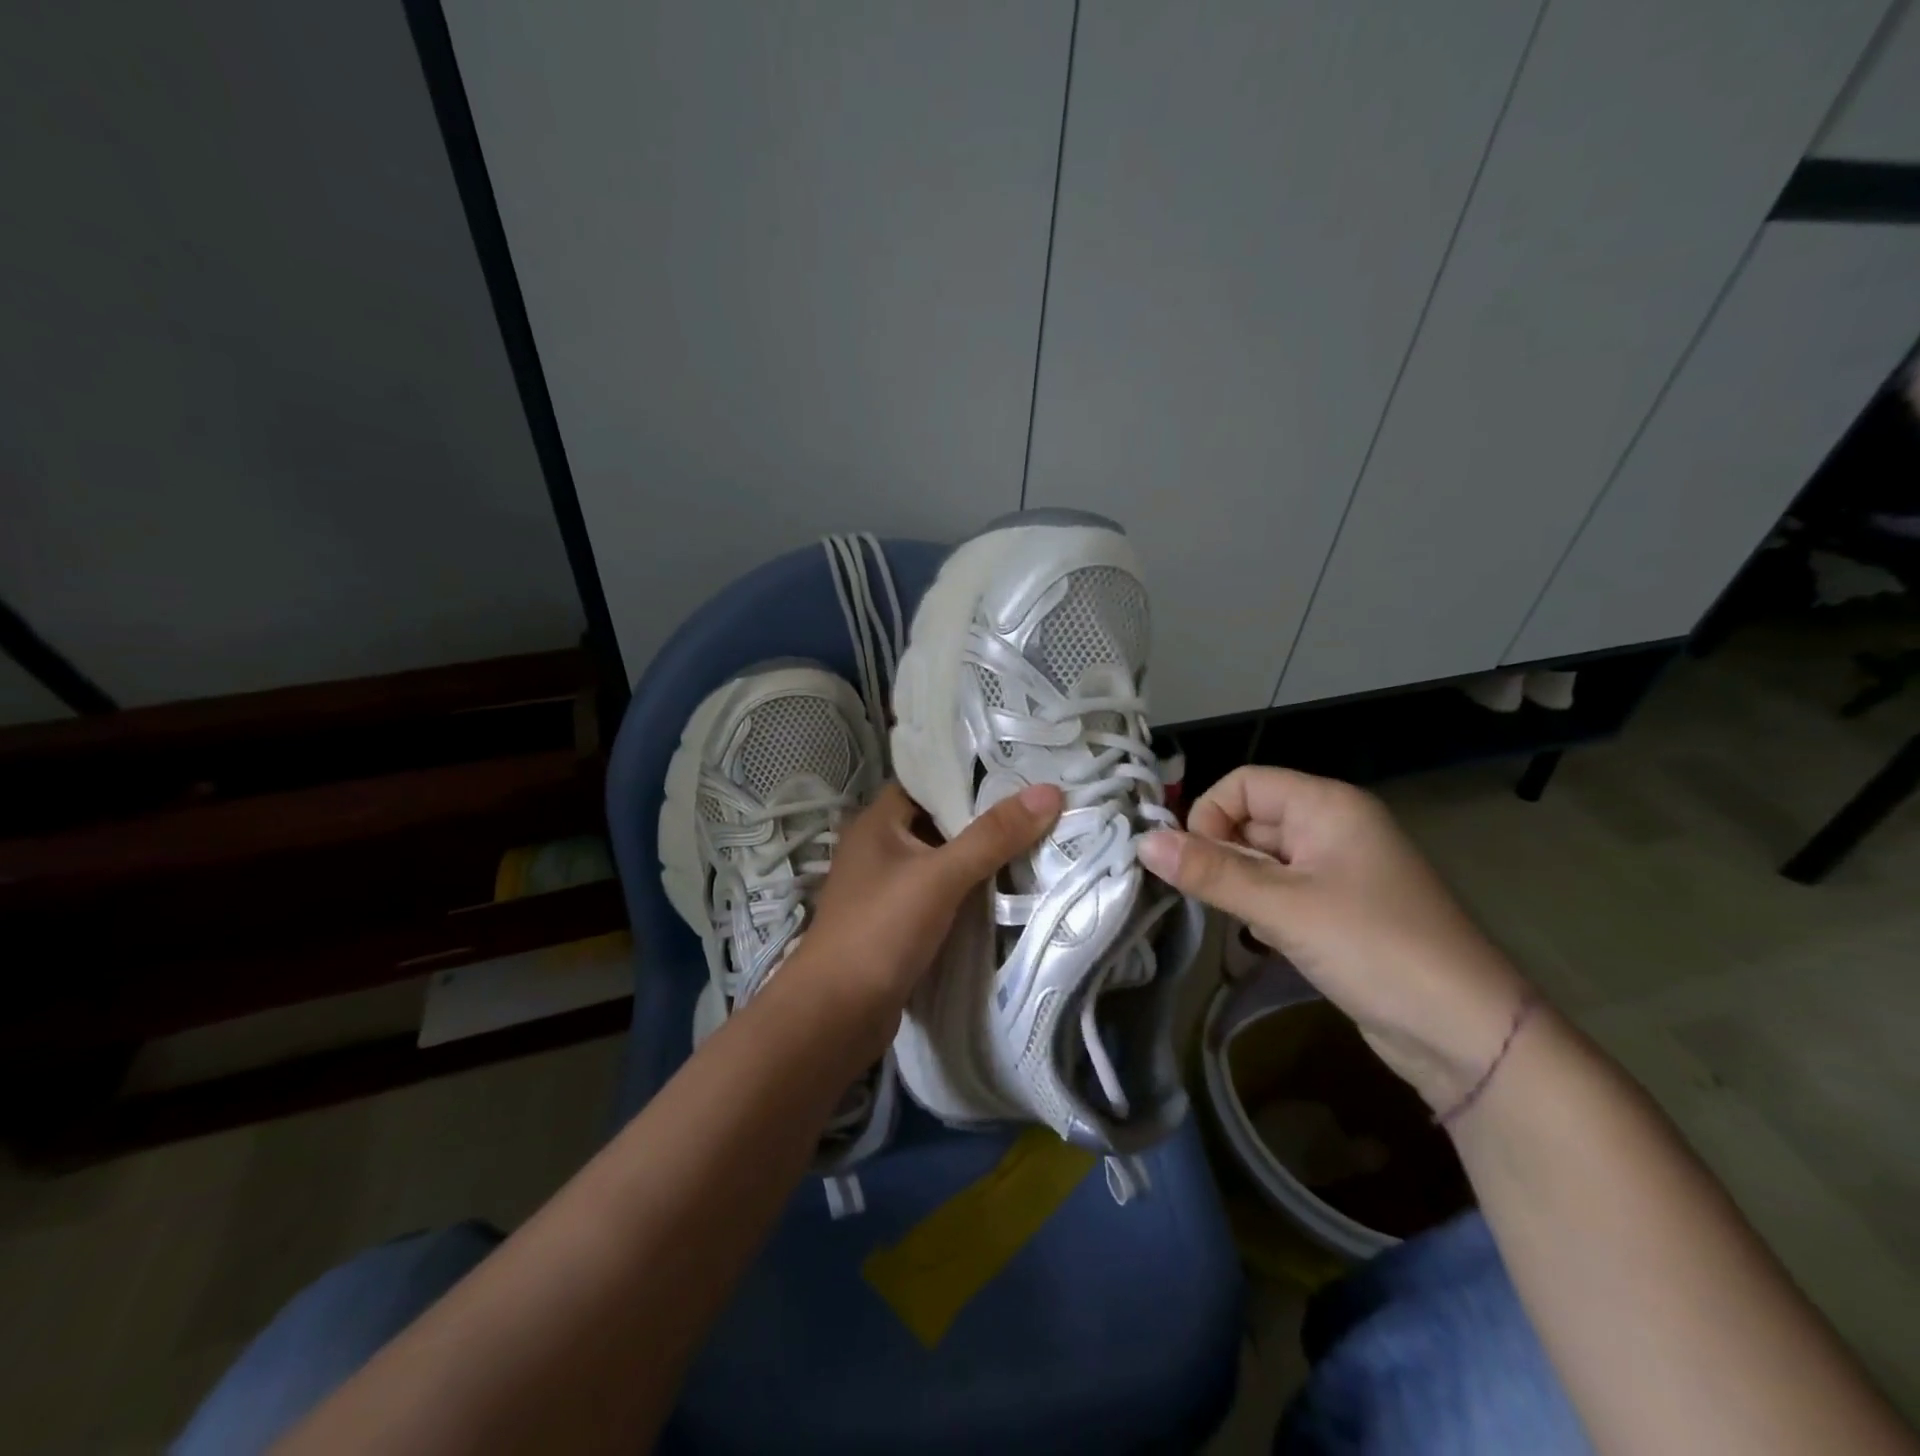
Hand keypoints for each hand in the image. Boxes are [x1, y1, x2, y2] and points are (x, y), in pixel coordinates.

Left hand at [795, 780, 1062, 1018]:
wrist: (835, 1016)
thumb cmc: (881, 931)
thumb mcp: (940, 876)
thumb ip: (993, 836)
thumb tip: (1049, 792)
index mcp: (878, 822)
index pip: (927, 781)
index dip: (970, 775)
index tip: (1020, 772)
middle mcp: (879, 848)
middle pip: (939, 821)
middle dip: (984, 818)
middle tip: (1039, 809)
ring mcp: (886, 888)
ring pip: (942, 860)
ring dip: (979, 858)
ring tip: (1035, 843)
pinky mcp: (897, 923)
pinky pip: (940, 894)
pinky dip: (967, 891)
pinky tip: (1005, 892)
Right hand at [1136, 766, 1531, 1112]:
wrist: (1466, 1034)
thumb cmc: (1374, 949)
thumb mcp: (1283, 907)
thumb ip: (1211, 872)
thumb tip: (1142, 842)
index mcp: (1326, 805)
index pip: (1242, 783)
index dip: (1209, 815)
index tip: (1195, 864)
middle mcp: (1332, 826)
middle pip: (1250, 819)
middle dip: (1222, 855)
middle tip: (1215, 901)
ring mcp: (1338, 869)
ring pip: (1262, 859)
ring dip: (1240, 886)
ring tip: (1246, 923)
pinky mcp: (1339, 909)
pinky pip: (1281, 891)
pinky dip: (1263, 909)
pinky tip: (1268, 941)